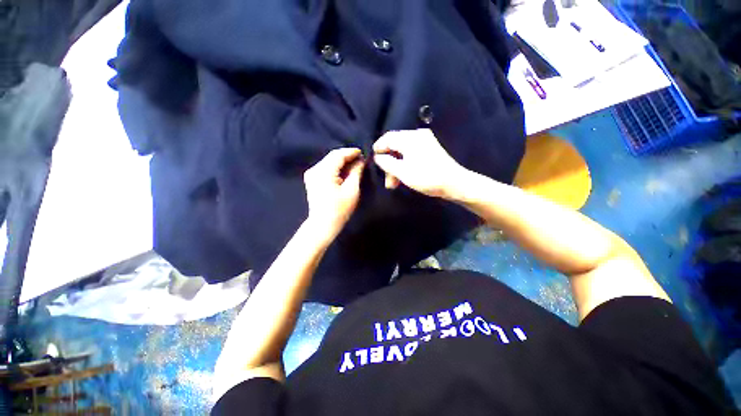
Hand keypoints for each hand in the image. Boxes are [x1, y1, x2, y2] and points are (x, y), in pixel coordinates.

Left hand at [303, 148, 364, 239]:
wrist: (323, 224)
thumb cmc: (340, 209)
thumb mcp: (352, 190)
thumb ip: (356, 172)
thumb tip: (360, 161)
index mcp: (323, 172)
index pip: (338, 155)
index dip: (351, 152)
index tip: (362, 152)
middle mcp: (314, 169)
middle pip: (332, 157)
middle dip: (347, 156)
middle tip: (360, 159)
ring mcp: (311, 174)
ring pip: (329, 161)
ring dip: (342, 162)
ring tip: (354, 165)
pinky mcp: (312, 179)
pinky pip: (325, 168)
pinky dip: (336, 168)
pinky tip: (344, 171)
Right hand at [373, 129, 469, 198]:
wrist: (455, 183)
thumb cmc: (427, 178)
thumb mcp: (403, 172)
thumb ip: (387, 163)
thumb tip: (378, 156)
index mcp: (410, 138)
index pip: (388, 138)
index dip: (378, 148)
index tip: (373, 159)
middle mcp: (417, 136)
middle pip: (395, 145)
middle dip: (389, 163)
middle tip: (387, 180)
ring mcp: (425, 142)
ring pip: (403, 151)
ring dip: (396, 166)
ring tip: (394, 183)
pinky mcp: (430, 149)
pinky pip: (411, 153)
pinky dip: (405, 164)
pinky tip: (403, 176)